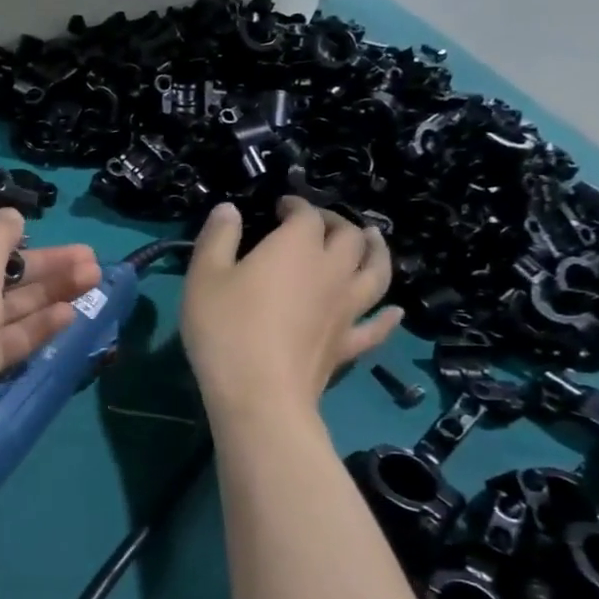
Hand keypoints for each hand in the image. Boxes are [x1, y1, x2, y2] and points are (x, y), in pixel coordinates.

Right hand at [181, 197, 402, 423]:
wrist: (259, 393)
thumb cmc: (225, 328)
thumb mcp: (205, 276)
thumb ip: (218, 237)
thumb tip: (229, 209)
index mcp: (296, 247)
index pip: (307, 215)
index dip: (296, 205)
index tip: (281, 206)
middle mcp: (331, 271)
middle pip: (349, 237)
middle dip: (337, 223)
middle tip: (321, 223)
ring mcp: (347, 309)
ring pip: (376, 272)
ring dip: (377, 252)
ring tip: (374, 240)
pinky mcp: (349, 343)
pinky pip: (377, 326)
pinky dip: (388, 316)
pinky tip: (394, 311)